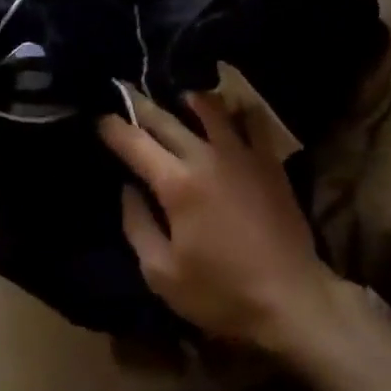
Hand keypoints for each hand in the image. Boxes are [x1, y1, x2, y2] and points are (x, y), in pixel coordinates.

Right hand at [100, 92, 342, 350]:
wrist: (290, 296)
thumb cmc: (221, 293)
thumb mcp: (162, 274)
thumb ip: (138, 225)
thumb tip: (128, 189)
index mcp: (176, 184)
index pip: (136, 143)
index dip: (114, 128)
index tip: (100, 118)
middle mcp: (207, 157)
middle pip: (167, 119)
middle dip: (142, 106)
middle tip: (126, 94)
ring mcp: (242, 154)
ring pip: (212, 108)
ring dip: (190, 100)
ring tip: (180, 99)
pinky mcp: (269, 160)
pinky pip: (253, 120)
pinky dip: (238, 110)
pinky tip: (232, 112)